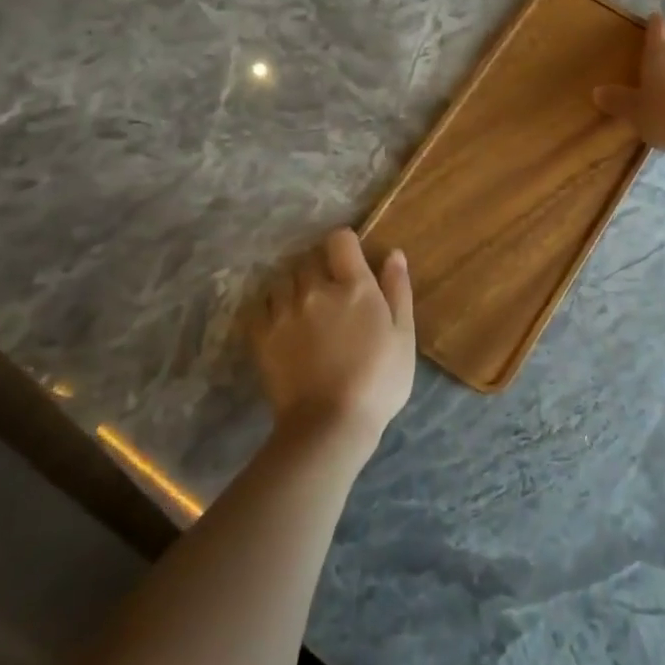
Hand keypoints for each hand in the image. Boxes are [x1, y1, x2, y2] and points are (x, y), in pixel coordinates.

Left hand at [249, 229, 415, 455]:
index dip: (346, 244)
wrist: (329, 425)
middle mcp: (315, 289)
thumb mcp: (403, 335)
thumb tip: (393, 254)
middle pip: (310, 258)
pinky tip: (283, 319)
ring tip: (306, 304)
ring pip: (284, 278)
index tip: (351, 260)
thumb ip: (397, 290)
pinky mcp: (262, 334)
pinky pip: (261, 303)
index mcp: (353, 286)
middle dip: (321, 265)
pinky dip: (272, 304)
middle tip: (332, 289)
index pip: (340, 239)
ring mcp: (284, 311)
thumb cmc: (378, 380)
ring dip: (296, 283)